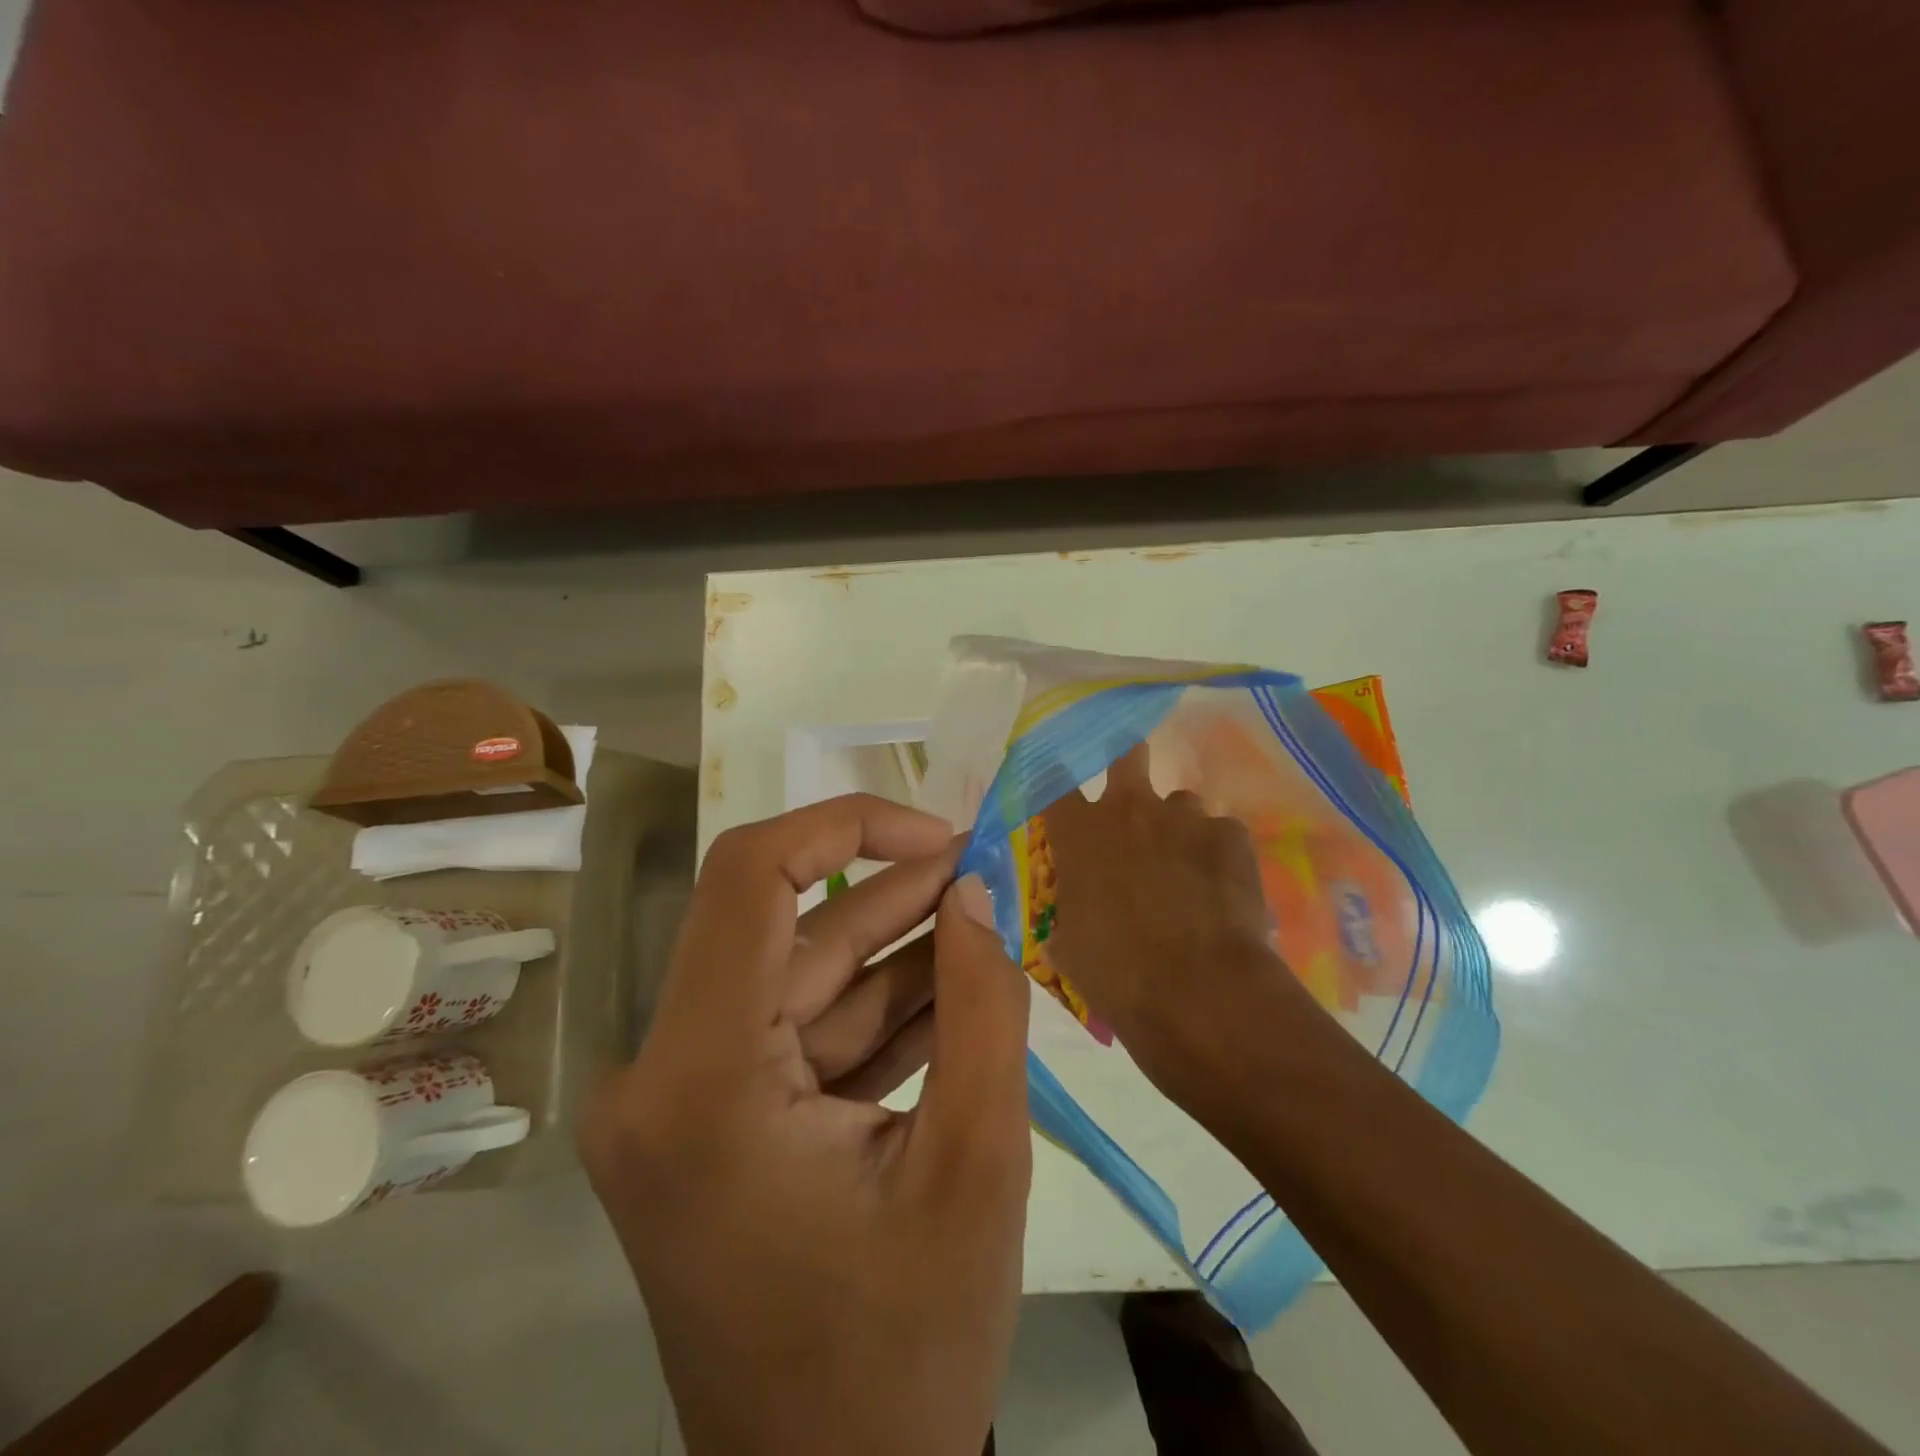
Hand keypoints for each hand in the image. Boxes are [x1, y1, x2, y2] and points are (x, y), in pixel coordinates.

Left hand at [580, 795, 1031, 1455]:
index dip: (845, 825)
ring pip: (802, 979)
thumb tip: (976, 890)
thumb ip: (983, 1004)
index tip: (937, 834)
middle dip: (894, 895)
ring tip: (984, 921)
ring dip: (896, 950)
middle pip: (785, 930)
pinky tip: (953, 990)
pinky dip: (876, 1009)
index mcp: (700, 1080)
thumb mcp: (977, 1161)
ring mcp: (682, 1099)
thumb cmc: (909, 1349)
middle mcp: (662, 1073)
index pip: (749, 877)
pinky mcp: (712, 1120)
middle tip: (985, 872)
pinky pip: (801, 1032)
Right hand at [1040, 741, 1310, 1099]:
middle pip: (1127, 754)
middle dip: (1128, 761)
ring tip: (1188, 868)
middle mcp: (1129, 809)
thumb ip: (1068, 916)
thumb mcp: (1069, 947)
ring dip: (1178, 826)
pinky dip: (1218, 855)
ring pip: (1181, 802)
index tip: (1061, 793)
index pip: (1054, 784)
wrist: (1199, 991)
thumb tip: (1068, 925)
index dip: (1056, 782)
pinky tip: (1223, 891)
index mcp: (1080, 834)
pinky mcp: (1231, 835)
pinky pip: (1221, 834)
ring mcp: (1185, 817)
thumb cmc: (1117, 973)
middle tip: (1132, 793)